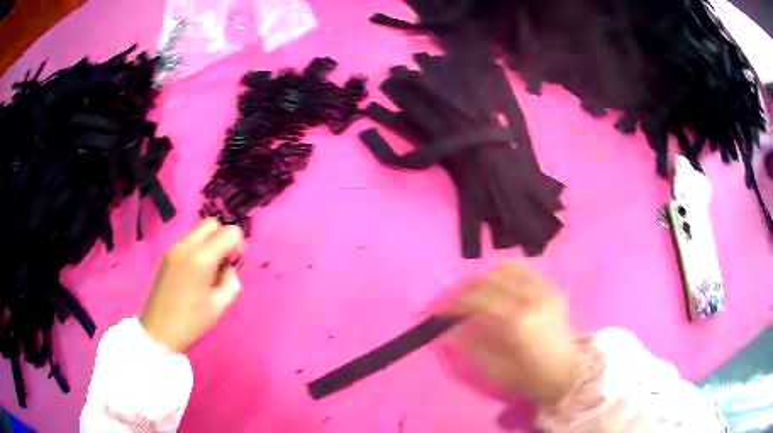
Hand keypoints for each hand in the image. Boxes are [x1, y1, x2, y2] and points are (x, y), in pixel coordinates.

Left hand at [140, 219, 244, 352]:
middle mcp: (186, 247)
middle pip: (211, 224)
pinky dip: (197, 250)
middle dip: (222, 238)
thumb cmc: (191, 322)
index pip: (229, 232)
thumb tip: (229, 271)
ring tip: (208, 272)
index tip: (235, 264)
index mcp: (201, 259)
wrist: (158, 331)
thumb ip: (232, 284)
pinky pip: (188, 242)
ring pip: (198, 232)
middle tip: (223, 263)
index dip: (238, 245)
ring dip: (209, 244)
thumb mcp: (219, 307)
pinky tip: (195, 275)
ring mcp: (173, 249)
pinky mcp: (166, 256)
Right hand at [442, 263, 578, 404]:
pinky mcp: (552, 287)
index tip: (437, 310)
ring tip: (472, 291)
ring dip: (483, 277)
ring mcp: (545, 289)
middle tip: (451, 301)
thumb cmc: (532, 376)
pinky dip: (505, 272)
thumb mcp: (497, 369)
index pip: (478, 301)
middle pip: (489, 280)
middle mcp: (532, 297)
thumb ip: (471, 346)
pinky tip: (496, 284)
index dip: (453, 304)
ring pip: (506, 269)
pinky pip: (524, 269)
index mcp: (518, 321)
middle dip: (465, 288)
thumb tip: (446, 331)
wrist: (569, 371)